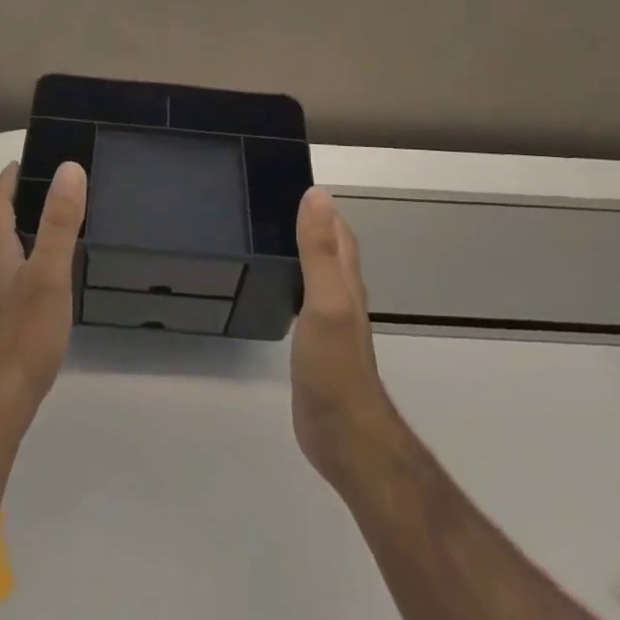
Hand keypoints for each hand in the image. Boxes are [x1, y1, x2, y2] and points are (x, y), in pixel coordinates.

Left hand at [0, 160, 86, 436]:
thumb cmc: (23, 335)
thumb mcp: (49, 274)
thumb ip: (60, 223)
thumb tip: (68, 169)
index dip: (6, 180)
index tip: (22, 162)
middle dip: (15, 207)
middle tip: (49, 195)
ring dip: (19, 240)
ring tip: (52, 237)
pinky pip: (4, 285)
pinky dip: (22, 270)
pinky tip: (42, 288)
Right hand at [292, 187, 399, 488]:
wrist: (344, 435)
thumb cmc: (334, 366)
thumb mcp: (326, 302)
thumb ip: (319, 250)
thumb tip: (317, 195)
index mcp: (346, 282)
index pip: (340, 233)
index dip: (324, 208)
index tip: (295, 183)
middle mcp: (344, 298)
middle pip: (332, 252)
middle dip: (314, 225)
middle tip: (275, 205)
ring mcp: (332, 325)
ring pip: (320, 277)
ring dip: (304, 254)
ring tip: (272, 237)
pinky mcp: (318, 348)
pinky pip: (307, 303)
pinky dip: (295, 285)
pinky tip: (279, 288)